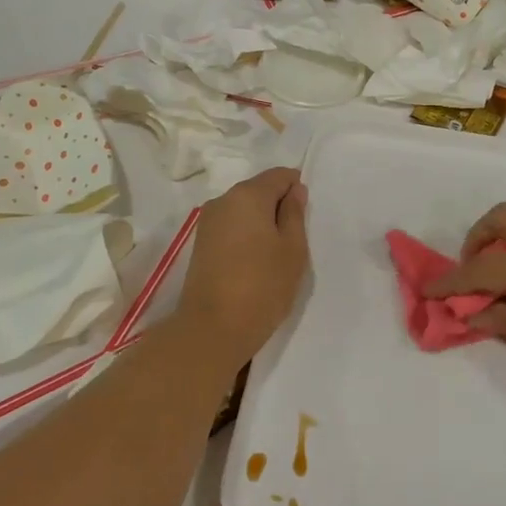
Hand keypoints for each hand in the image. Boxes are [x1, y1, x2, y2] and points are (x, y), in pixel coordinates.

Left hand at [174, 168, 309, 363]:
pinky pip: (231, 227)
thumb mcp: (293, 249)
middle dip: (278, 207)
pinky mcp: (200, 243)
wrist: (212, 329)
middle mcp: (223, 200)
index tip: (305, 218)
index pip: (279, 176)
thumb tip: (294, 190)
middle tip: (294, 241)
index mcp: (248, 194)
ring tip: (274, 256)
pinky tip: (254, 263)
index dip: (297, 190)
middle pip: (259, 190)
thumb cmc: (263, 286)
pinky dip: (246, 236)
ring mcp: (207, 222)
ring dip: (262, 223)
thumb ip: (295, 214)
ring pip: (244, 210)